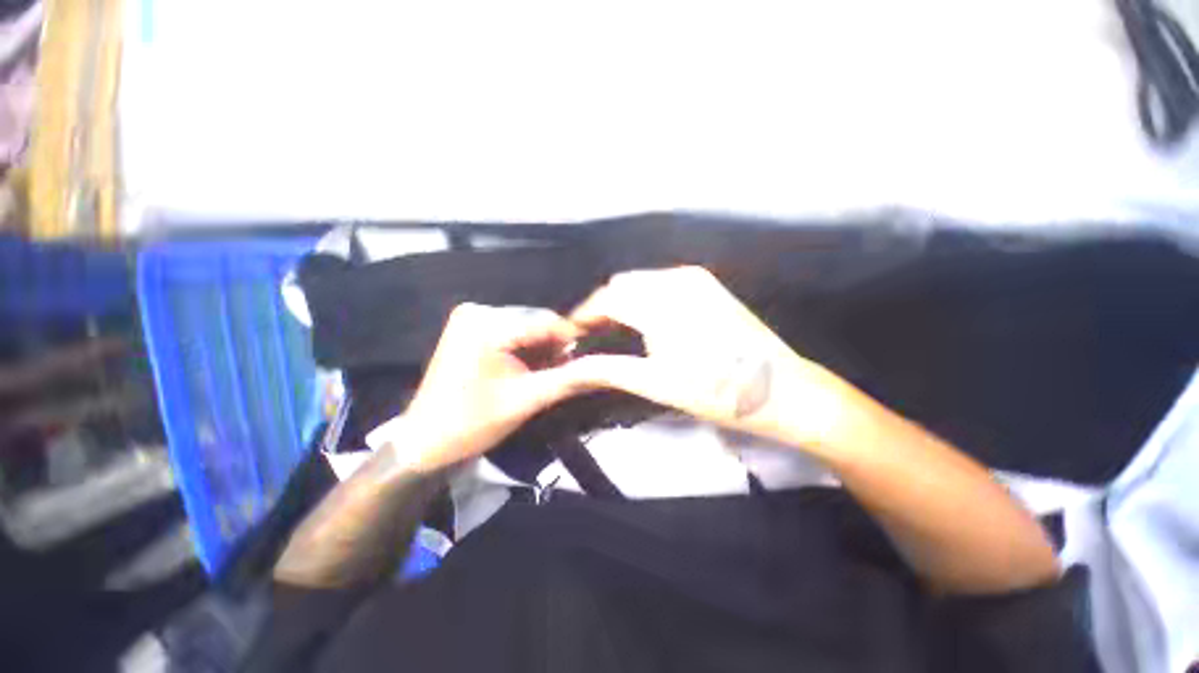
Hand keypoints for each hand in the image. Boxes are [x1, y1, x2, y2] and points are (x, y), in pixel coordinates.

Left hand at [372, 304, 583, 472]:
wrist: (426, 442)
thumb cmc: (473, 423)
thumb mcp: (526, 400)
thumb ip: (569, 380)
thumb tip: (607, 367)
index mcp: (486, 325)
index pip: (546, 322)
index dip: (574, 340)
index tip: (592, 358)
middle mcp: (478, 311)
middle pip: (536, 321)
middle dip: (555, 346)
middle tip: (566, 371)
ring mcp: (472, 316)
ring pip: (527, 325)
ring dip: (542, 347)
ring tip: (547, 372)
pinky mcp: (471, 326)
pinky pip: (513, 330)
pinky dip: (527, 347)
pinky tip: (529, 366)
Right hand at [560, 267, 850, 447]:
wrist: (785, 392)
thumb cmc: (719, 393)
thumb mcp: (656, 384)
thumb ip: (606, 370)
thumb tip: (568, 369)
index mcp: (663, 302)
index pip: (606, 298)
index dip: (583, 316)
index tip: (570, 336)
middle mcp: (676, 279)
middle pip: (621, 285)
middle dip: (602, 308)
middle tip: (593, 339)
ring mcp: (695, 278)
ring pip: (640, 282)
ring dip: (622, 303)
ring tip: (615, 333)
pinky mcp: (707, 285)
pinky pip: (661, 283)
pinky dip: (644, 299)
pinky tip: (645, 323)